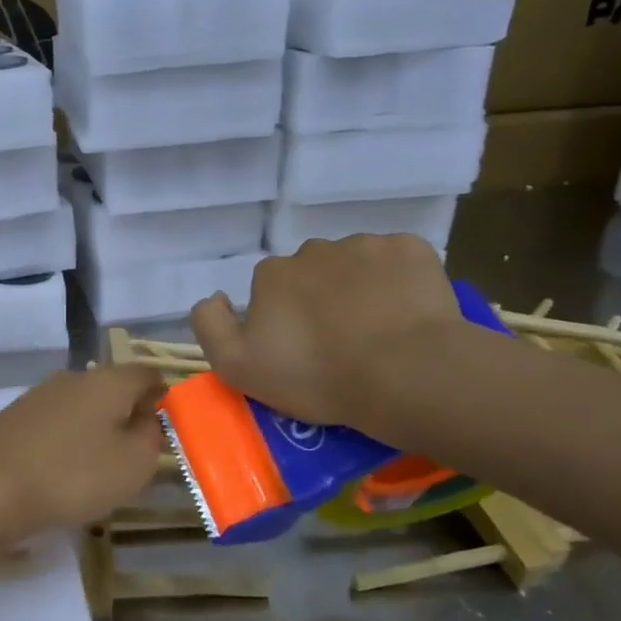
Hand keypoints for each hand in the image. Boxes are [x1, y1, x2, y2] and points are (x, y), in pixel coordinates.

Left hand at [0, 365, 166, 550]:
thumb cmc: (72, 475)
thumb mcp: (133, 465)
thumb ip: (151, 438)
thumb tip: (148, 419)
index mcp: (108, 381)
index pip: (147, 374)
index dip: (163, 395)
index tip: (169, 424)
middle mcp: (73, 377)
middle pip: (112, 388)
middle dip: (127, 414)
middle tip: (135, 452)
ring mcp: (38, 395)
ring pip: (81, 406)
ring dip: (95, 429)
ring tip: (98, 467)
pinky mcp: (13, 418)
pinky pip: (54, 424)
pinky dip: (66, 441)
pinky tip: (62, 471)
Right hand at [190, 235, 466, 433]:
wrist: (405, 373)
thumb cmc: (317, 376)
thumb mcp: (238, 367)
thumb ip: (210, 326)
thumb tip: (215, 297)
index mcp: (272, 274)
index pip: (269, 289)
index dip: (282, 319)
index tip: (301, 350)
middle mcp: (313, 249)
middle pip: (311, 273)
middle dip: (321, 299)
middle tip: (341, 342)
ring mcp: (365, 245)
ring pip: (355, 265)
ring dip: (359, 288)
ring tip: (379, 331)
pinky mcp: (410, 249)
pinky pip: (397, 261)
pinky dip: (398, 281)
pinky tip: (407, 313)